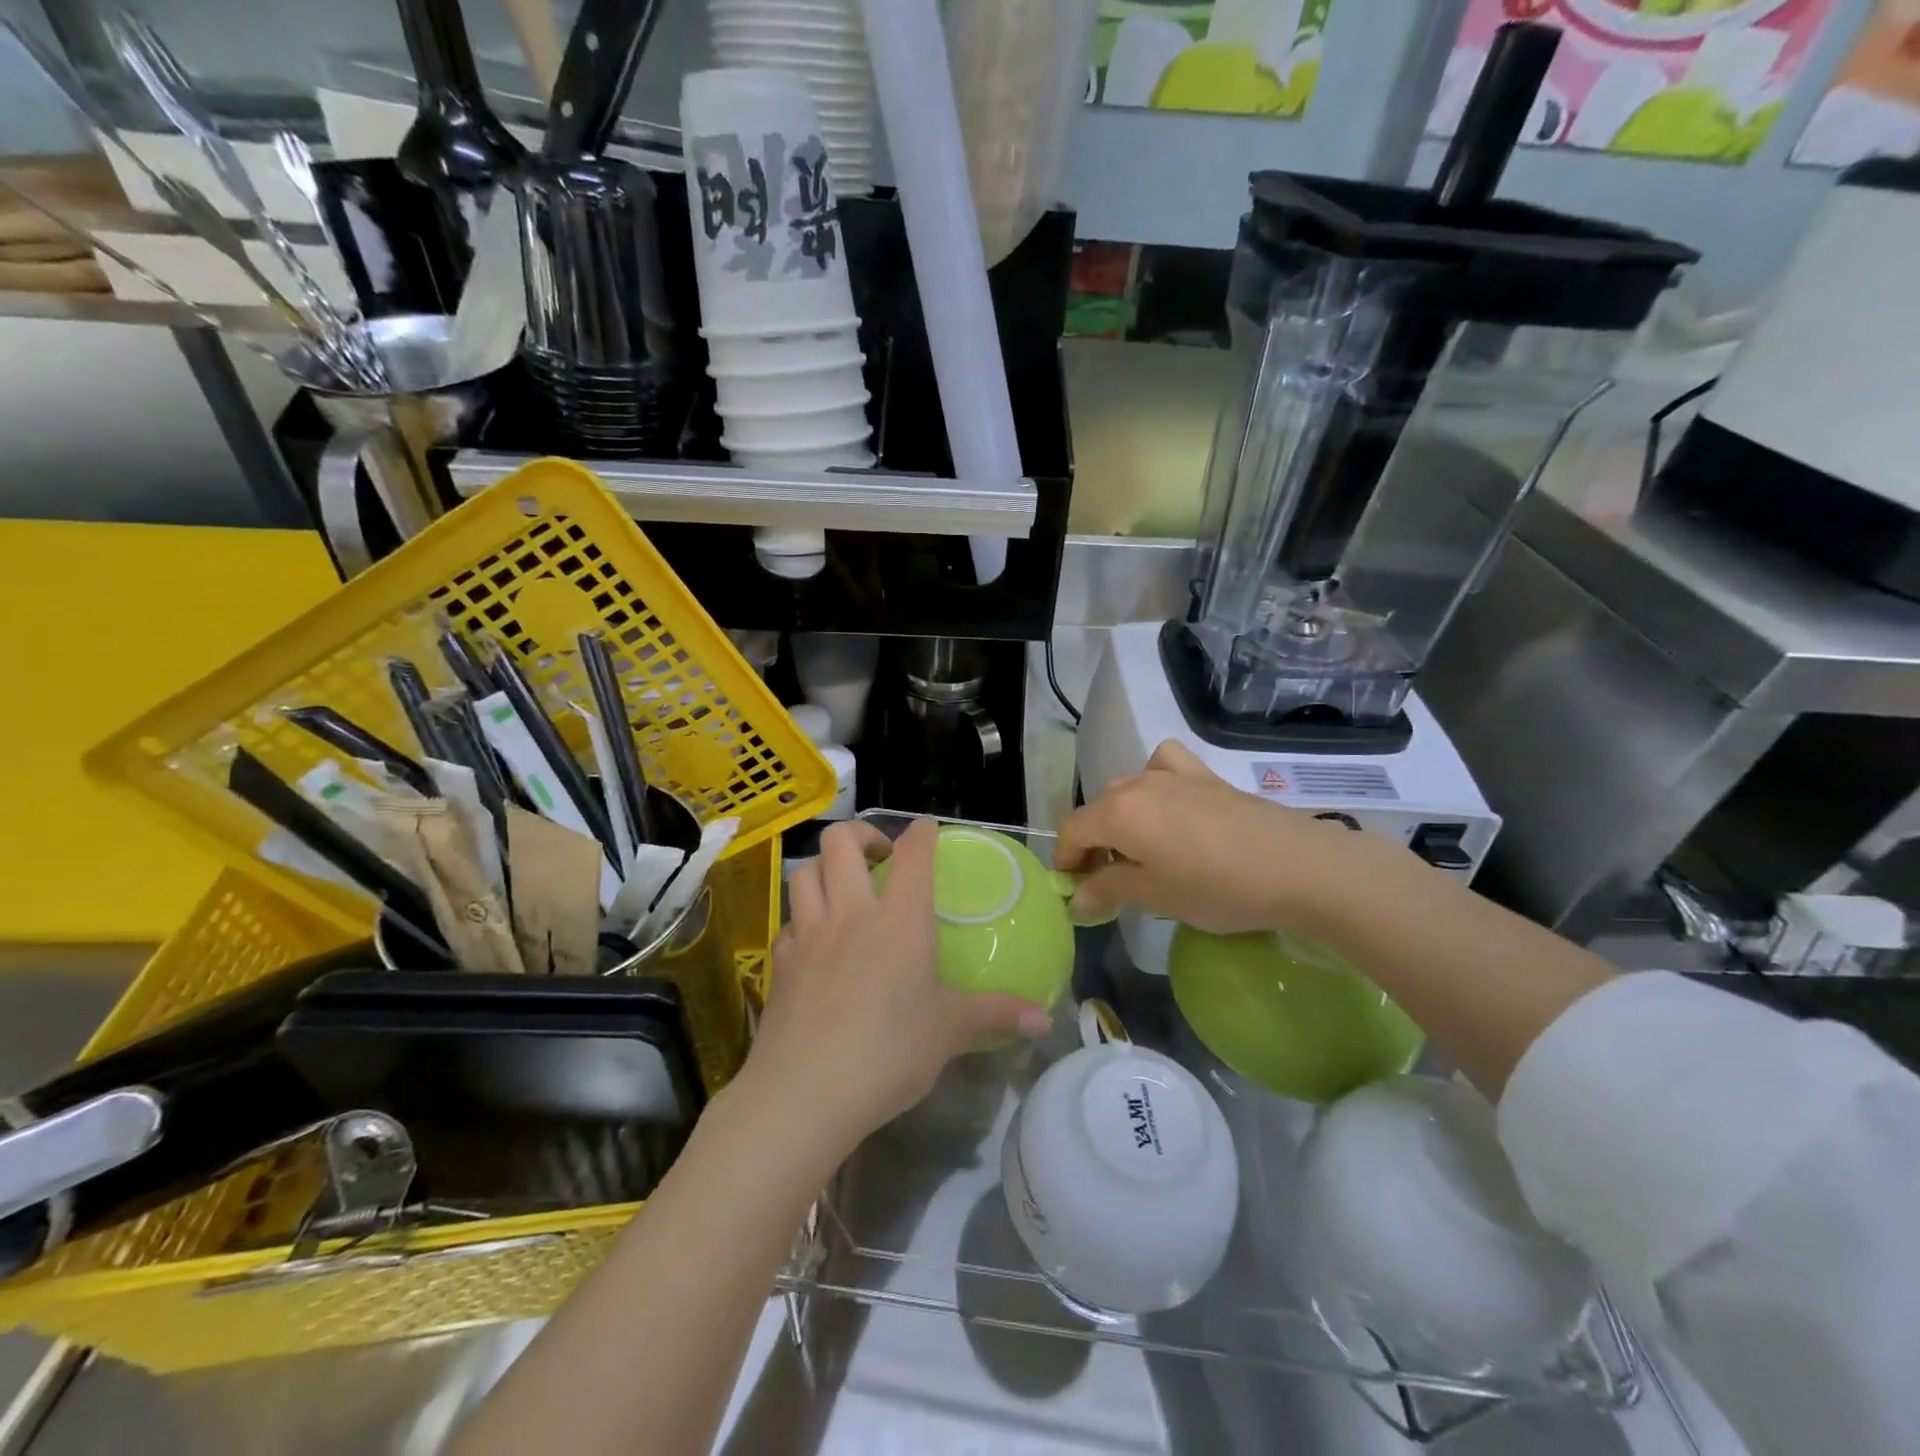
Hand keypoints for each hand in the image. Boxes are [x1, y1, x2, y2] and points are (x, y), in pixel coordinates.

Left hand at [740, 819, 1050, 1159]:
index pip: (912, 853)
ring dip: (824, 867)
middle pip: (840, 842)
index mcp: (899, 918)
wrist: (804, 1093)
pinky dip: (803, 918)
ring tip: (844, 887)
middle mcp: (851, 912)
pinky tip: (816, 941)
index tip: (928, 829)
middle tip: (880, 856)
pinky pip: (789, 922)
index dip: (921, 832)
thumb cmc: (888, 1052)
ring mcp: (809, 934)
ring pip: (805, 872)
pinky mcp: (781, 963)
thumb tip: (1045, 1019)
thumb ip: (996, 1015)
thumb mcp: (949, 1032)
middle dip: (861, 834)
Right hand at [1055, 740, 1414, 940]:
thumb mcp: (1156, 895)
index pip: (1072, 831)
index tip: (1074, 889)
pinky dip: (1155, 778)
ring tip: (1139, 849)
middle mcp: (1137, 784)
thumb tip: (1077, 899)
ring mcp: (1172, 774)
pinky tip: (1168, 801)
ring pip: (1127, 788)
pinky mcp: (1205, 775)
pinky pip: (1163, 765)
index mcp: (1118, 813)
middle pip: (1097, 810)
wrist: (1298, 867)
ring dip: (1120, 817)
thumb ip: (1109, 890)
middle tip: (1108, 881)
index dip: (1066, 860)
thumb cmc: (1218, 888)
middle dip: (1093, 844)